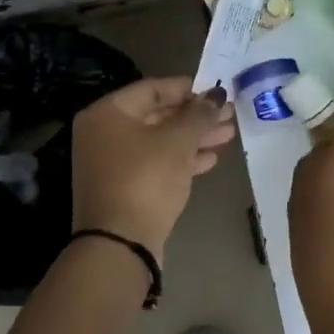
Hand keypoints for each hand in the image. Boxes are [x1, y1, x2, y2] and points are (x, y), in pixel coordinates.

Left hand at [72, 77, 235, 257]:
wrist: (120, 245)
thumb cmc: (145, 180)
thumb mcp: (177, 142)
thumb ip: (199, 114)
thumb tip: (216, 95)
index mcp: (107, 113)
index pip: (152, 89)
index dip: (188, 88)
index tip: (216, 91)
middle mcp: (104, 133)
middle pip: (157, 115)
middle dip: (195, 116)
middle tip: (229, 114)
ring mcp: (112, 163)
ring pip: (159, 141)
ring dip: (193, 137)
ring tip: (227, 135)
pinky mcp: (124, 188)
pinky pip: (155, 164)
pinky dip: (181, 159)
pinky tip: (210, 159)